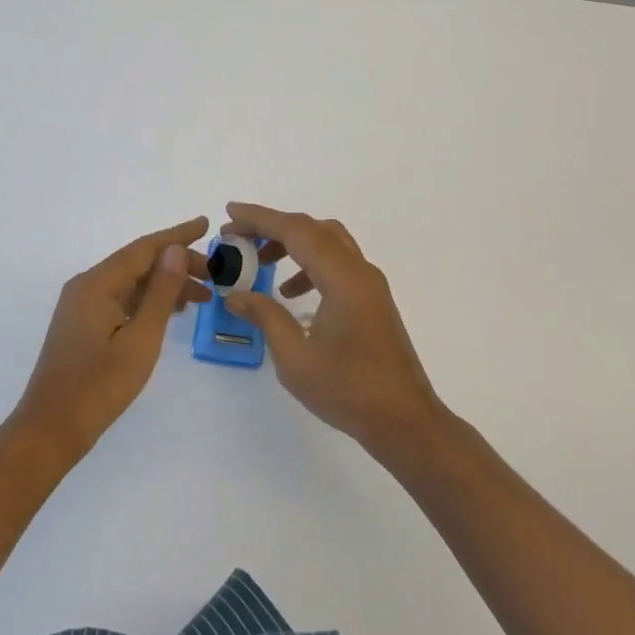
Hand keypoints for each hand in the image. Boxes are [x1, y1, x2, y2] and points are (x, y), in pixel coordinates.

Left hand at [13, 218, 214, 453]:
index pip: (144, 248)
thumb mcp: (140, 339)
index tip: (206, 224)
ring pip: (131, 282)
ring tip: (203, 294)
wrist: (51, 429)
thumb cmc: (99, 386)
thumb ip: (160, 292)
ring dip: (165, 283)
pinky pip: (121, 298)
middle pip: (138, 262)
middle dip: (176, 262)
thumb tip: (175, 250)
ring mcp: (82, 305)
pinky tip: (172, 310)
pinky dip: (148, 300)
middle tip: (215, 274)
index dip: (177, 235)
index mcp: (98, 283)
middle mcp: (87, 285)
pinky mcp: (83, 324)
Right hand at [219, 203, 444, 450]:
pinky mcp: (372, 300)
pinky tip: (290, 293)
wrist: (405, 421)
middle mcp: (360, 271)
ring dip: (292, 244)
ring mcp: (370, 285)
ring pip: (328, 243)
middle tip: (238, 236)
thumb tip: (235, 294)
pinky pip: (338, 264)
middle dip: (273, 226)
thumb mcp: (295, 358)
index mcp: (343, 279)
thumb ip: (265, 317)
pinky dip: (309, 265)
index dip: (260, 218)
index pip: (297, 232)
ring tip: (259, 262)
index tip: (230, 213)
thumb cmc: (349, 391)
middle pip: (313, 229)